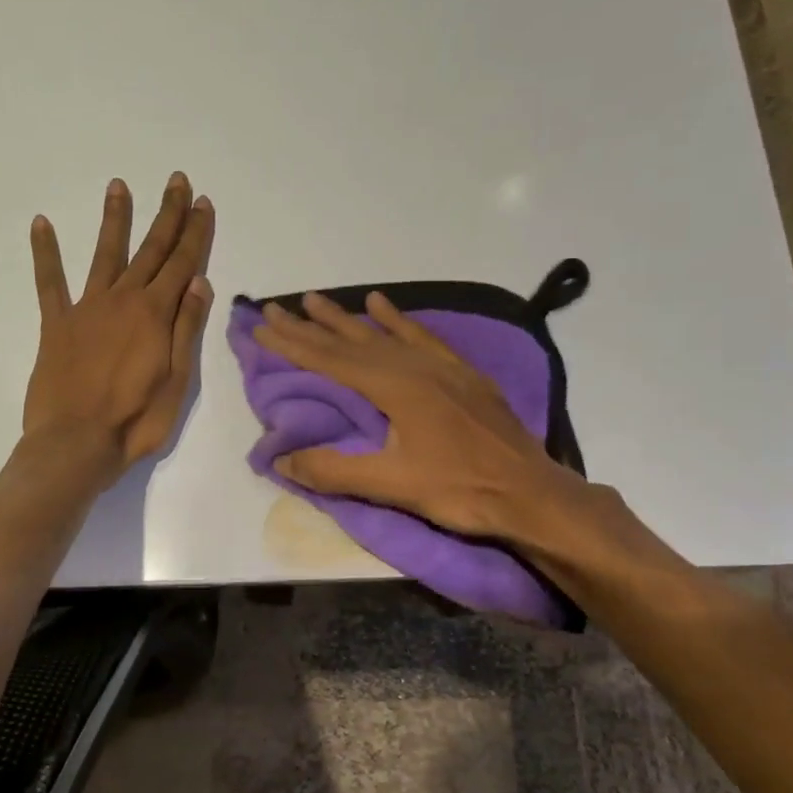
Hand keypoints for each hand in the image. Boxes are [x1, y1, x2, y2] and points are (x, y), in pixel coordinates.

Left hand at [24, 173, 214, 481]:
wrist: (76, 443)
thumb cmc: (136, 420)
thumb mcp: (177, 381)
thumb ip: (186, 329)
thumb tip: (198, 282)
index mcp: (155, 315)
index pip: (182, 263)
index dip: (195, 232)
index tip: (203, 203)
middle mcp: (123, 300)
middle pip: (150, 250)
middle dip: (167, 214)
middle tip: (177, 181)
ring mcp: (86, 308)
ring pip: (105, 254)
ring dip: (114, 219)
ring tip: (118, 185)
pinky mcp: (56, 324)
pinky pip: (49, 282)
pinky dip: (46, 252)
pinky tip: (41, 223)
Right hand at [252, 291, 562, 537]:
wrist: (530, 492)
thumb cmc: (461, 490)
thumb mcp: (392, 486)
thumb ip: (334, 471)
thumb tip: (280, 458)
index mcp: (395, 388)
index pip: (331, 361)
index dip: (292, 344)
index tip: (261, 326)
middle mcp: (414, 366)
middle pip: (351, 341)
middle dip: (309, 326)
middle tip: (274, 307)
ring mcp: (441, 366)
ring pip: (383, 334)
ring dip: (346, 317)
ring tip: (315, 299)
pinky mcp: (461, 372)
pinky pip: (422, 336)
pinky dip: (398, 319)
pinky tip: (383, 304)